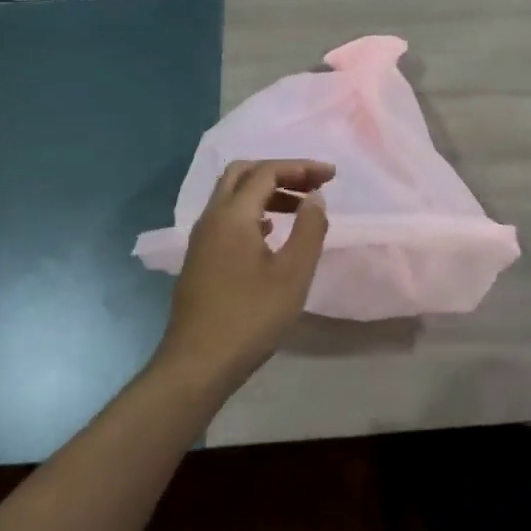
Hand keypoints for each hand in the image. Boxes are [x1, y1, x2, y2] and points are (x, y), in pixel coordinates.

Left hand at [156, 159, 333, 392]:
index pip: (266, 172)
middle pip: (243, 174)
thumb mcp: (293, 273)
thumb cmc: (251, 316)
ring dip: (266, 193)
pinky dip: (253, 212)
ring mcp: (201, 239)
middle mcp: (211, 218)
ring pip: (233, 197)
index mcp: (232, 215)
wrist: (198, 363)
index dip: (301, 167)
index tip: (332, 176)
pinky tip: (272, 233)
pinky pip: (227, 218)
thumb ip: (309, 229)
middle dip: (280, 172)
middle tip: (312, 185)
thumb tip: (315, 197)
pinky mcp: (200, 258)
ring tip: (299, 209)